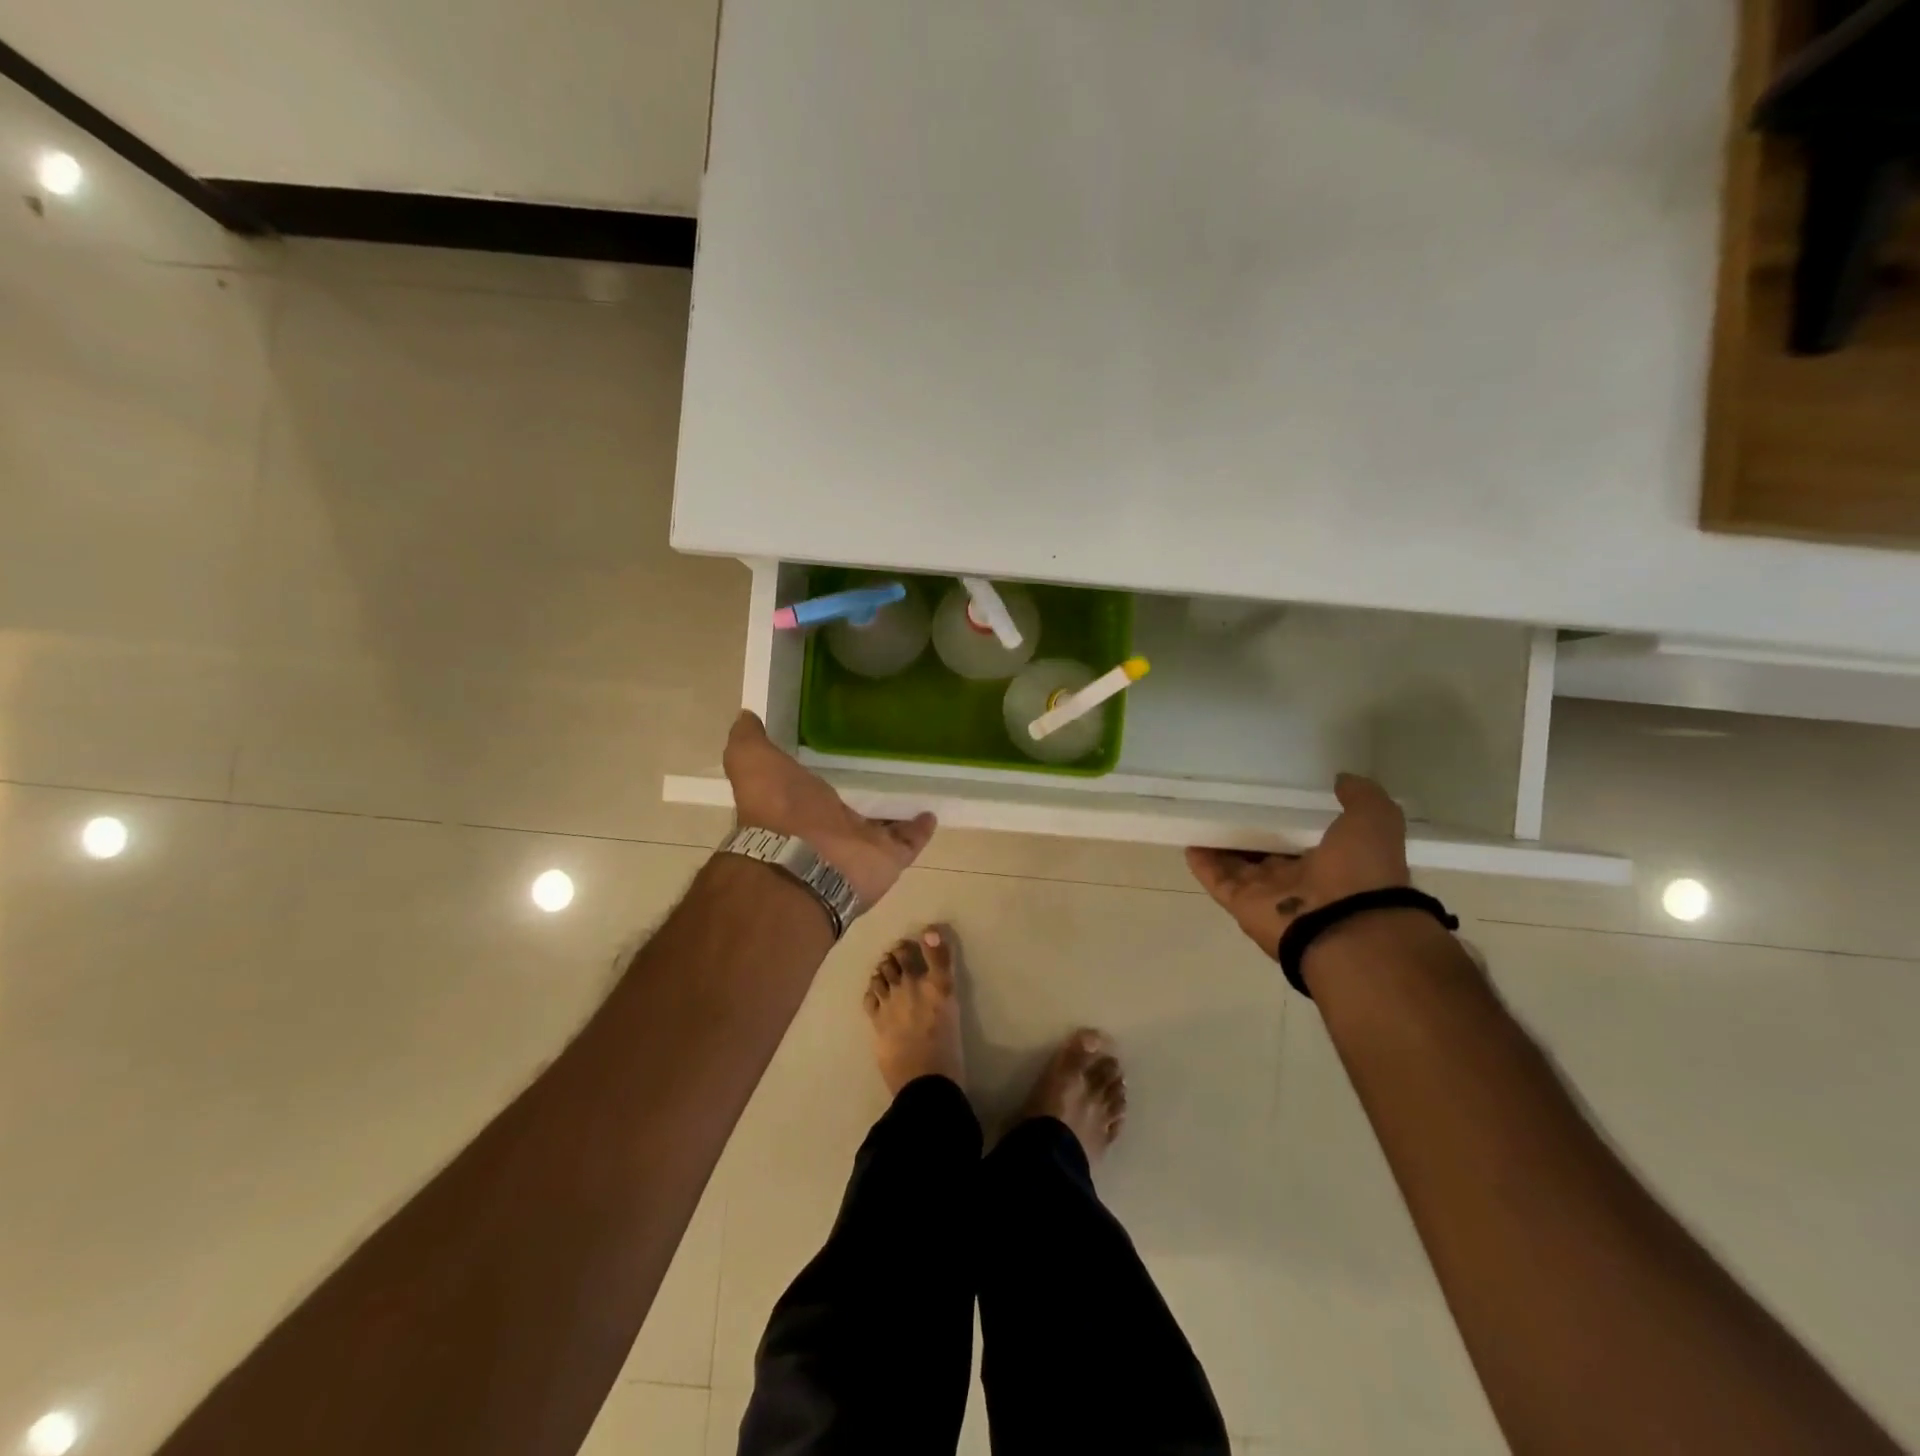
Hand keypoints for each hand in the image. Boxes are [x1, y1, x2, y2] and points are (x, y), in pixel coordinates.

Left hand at [723, 711, 936, 903]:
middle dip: (862, 794)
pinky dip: (921, 828)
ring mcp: (860, 844)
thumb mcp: (752, 762)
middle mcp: (829, 827)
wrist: (801, 862)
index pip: (812, 790)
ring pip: (882, 825)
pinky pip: (909, 840)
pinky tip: (933, 811)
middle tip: (887, 765)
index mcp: (798, 806)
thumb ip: (748, 740)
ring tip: (916, 784)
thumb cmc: (776, 808)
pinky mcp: (888, 857)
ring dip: (895, 810)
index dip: (821, 776)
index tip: (839, 751)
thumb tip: (746, 715)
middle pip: (850, 809)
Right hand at [1185, 773, 1409, 957]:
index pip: (1302, 840)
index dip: (1287, 822)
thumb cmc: (1361, 872)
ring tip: (1202, 818)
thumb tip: (1342, 779)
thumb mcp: (1373, 820)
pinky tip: (1189, 841)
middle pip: (1266, 855)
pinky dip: (1202, 863)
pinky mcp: (1241, 903)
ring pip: (1237, 866)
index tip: (1271, 799)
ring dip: (1221, 847)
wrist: (1344, 926)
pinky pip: (1217, 879)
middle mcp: (1297, 881)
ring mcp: (1267, 894)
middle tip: (1229, 805)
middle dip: (1250, 834)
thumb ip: (1361, 797)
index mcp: (1331, 863)